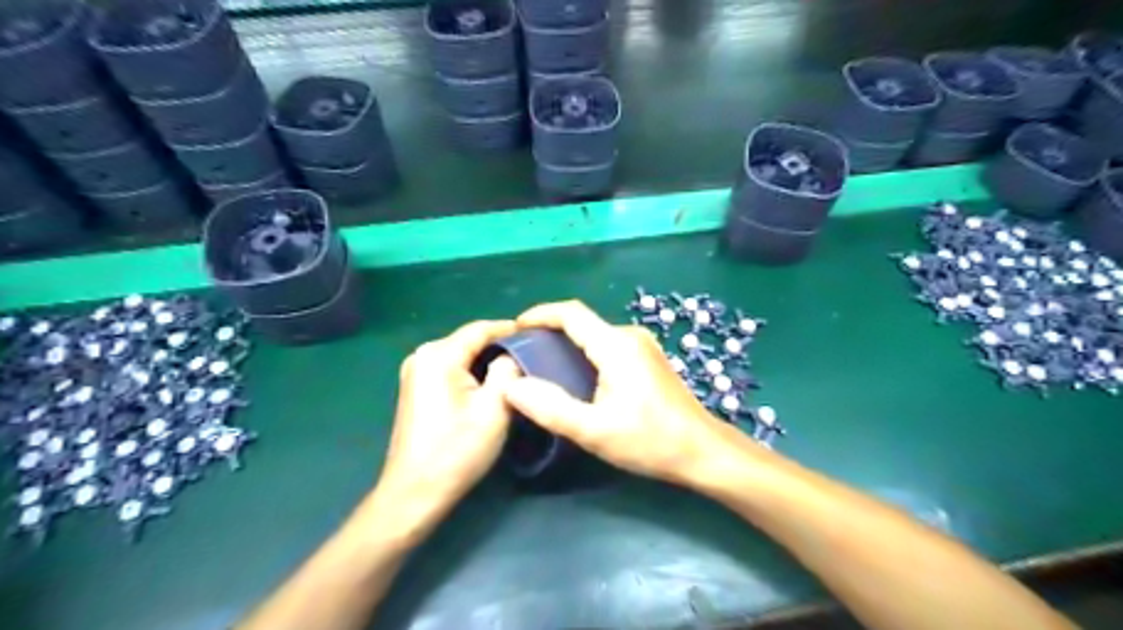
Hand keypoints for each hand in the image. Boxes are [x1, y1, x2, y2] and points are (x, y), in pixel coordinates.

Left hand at [371, 319, 520, 542]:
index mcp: (439, 355)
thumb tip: (512, 355)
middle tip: (533, 356)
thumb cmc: (457, 450)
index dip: (512, 330)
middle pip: (469, 340)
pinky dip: (471, 371)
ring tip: (518, 369)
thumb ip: (508, 371)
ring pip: (461, 354)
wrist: (415, 492)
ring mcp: (415, 371)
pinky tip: (490, 384)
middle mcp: (422, 354)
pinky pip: (450, 367)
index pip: (481, 329)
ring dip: (487, 360)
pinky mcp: (415, 387)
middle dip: (500, 346)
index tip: (540, 336)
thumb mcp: (494, 408)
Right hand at [500, 303, 743, 483]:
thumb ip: (551, 408)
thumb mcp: (594, 431)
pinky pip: (608, 347)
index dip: (539, 314)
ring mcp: (643, 346)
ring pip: (595, 336)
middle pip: (582, 323)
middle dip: (549, 334)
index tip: (515, 328)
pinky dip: (585, 356)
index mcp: (616, 345)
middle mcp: (630, 336)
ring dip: (568, 346)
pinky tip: (576, 380)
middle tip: (524, 357)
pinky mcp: (649, 359)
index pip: (571, 313)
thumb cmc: (651, 441)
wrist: (703, 451)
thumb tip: (511, 386)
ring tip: (543, 370)